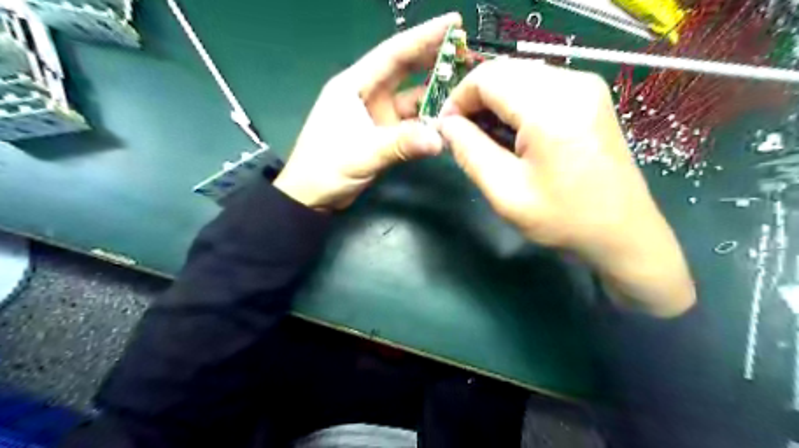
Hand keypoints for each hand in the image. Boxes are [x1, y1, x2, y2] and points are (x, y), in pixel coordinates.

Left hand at [276, 12, 462, 211]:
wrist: (311, 197)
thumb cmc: (325, 168)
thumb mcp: (362, 154)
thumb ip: (400, 144)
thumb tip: (440, 139)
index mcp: (354, 85)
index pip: (393, 53)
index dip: (424, 36)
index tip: (454, 23)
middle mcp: (367, 94)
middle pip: (405, 70)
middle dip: (434, 59)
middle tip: (467, 50)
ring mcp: (376, 115)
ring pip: (411, 98)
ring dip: (435, 94)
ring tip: (465, 87)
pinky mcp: (382, 134)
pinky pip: (411, 123)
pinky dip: (428, 122)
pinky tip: (447, 121)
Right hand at [437, 59, 693, 316]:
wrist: (622, 232)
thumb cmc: (563, 219)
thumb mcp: (505, 192)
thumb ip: (469, 152)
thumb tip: (447, 125)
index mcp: (550, 108)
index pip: (487, 78)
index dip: (458, 98)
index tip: (446, 128)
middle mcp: (572, 84)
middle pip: (504, 71)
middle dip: (475, 99)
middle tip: (463, 134)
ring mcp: (586, 86)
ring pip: (521, 75)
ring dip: (495, 101)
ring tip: (486, 137)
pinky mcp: (591, 96)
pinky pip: (540, 85)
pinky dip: (516, 102)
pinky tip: (513, 132)